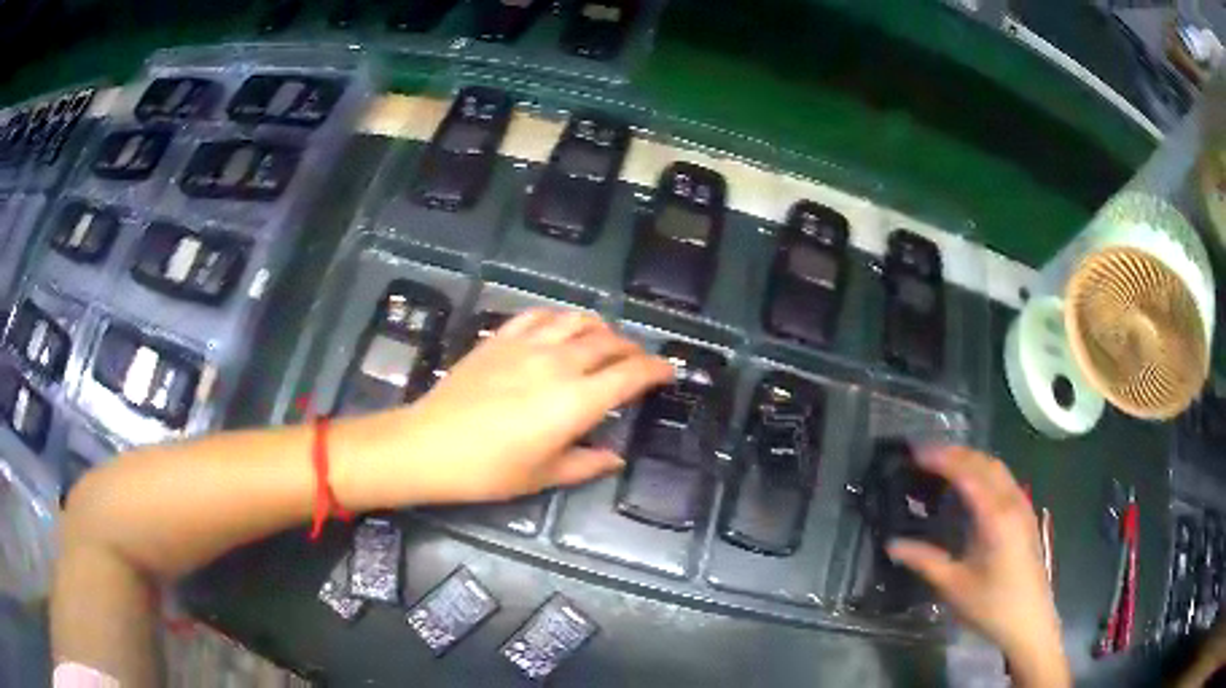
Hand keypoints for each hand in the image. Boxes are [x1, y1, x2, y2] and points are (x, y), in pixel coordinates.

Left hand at [332, 309, 673, 507]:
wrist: (429, 445)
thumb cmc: (489, 470)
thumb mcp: (543, 476)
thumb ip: (586, 463)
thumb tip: (615, 457)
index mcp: (576, 401)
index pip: (630, 375)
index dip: (655, 370)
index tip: (668, 371)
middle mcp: (559, 364)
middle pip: (608, 343)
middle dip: (632, 349)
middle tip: (639, 361)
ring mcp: (528, 345)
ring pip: (577, 321)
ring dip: (600, 328)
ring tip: (606, 339)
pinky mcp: (500, 338)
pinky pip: (539, 315)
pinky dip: (560, 317)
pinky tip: (561, 326)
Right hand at [885, 447, 1068, 687]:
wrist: (1029, 621)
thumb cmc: (991, 605)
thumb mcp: (954, 586)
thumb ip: (925, 560)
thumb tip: (892, 544)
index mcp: (995, 516)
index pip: (967, 473)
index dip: (942, 459)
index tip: (916, 453)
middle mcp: (1012, 503)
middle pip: (985, 463)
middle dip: (956, 453)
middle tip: (926, 456)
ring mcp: (1023, 507)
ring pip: (998, 468)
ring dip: (972, 460)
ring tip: (945, 466)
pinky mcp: (1026, 516)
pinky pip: (1005, 480)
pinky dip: (985, 472)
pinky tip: (972, 487)